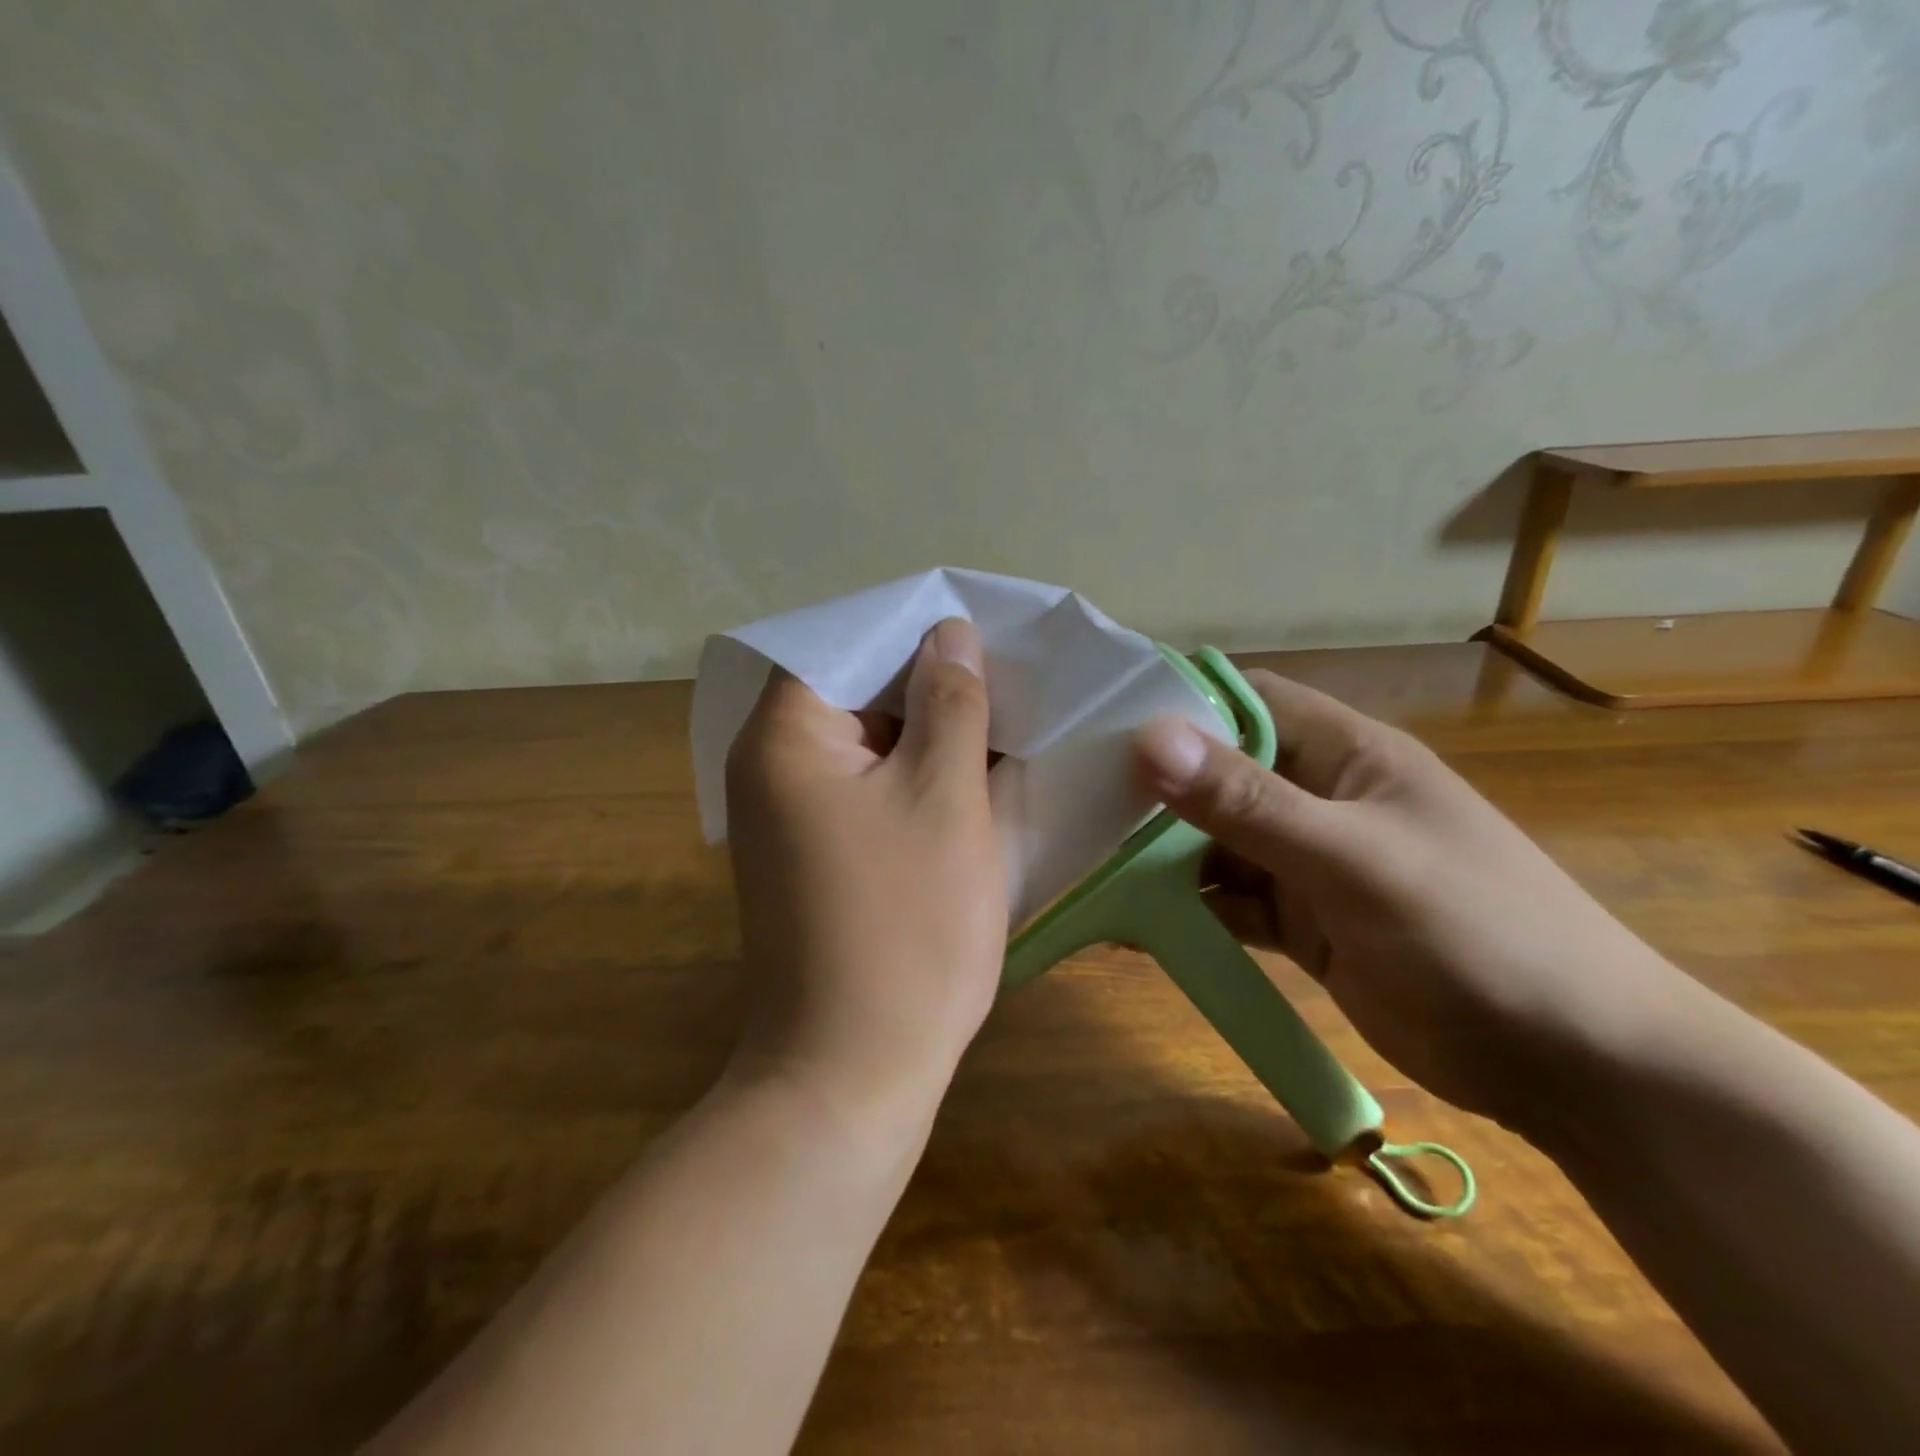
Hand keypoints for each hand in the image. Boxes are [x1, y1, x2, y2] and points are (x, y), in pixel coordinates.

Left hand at [724, 618, 1004, 1118]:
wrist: (851, 1075)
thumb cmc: (906, 929)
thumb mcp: (945, 799)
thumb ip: (950, 704)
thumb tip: (949, 633)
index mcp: (786, 737)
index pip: (847, 643)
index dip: (916, 632)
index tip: (984, 632)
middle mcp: (771, 766)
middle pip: (855, 691)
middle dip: (931, 683)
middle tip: (1008, 676)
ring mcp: (789, 814)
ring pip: (868, 742)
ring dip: (929, 732)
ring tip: (1003, 718)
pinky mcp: (815, 853)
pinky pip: (868, 788)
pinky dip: (915, 776)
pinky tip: (972, 778)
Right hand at [1134, 671, 1685, 1129]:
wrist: (1575, 1067)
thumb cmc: (1477, 933)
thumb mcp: (1354, 859)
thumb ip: (1249, 802)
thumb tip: (1149, 737)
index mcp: (1343, 753)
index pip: (1243, 699)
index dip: (1174, 703)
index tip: (1095, 722)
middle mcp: (1318, 797)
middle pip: (1217, 773)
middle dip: (1152, 786)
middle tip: (1069, 800)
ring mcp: (1308, 862)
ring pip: (1214, 841)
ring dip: (1159, 853)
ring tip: (1083, 858)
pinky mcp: (1301, 922)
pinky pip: (1227, 901)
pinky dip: (1184, 909)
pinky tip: (1129, 920)